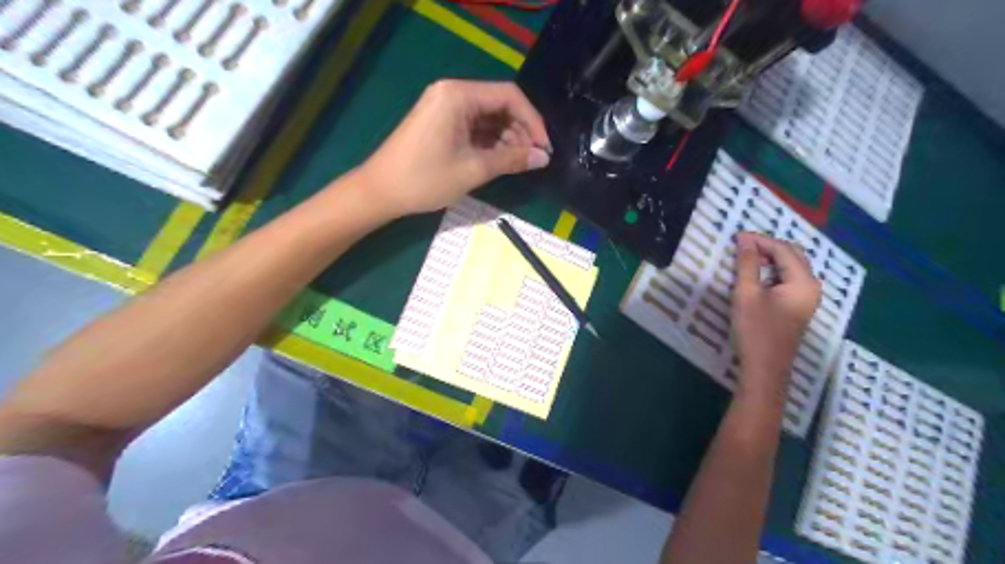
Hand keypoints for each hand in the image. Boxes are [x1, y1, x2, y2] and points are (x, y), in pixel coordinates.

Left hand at [353, 77, 553, 217]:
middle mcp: (452, 93)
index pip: (509, 96)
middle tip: (534, 158)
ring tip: (520, 162)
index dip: (532, 120)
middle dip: (520, 130)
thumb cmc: (425, 179)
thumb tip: (543, 158)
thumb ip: (511, 160)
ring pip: (487, 117)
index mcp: (458, 95)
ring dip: (507, 137)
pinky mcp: (440, 123)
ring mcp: (444, 107)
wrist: (380, 192)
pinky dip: (490, 142)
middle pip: (499, 104)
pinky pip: (474, 126)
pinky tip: (501, 159)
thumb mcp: (473, 170)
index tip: (544, 147)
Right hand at [735, 231, 819, 399]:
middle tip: (742, 246)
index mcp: (803, 281)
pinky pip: (789, 279)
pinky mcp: (799, 307)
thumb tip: (744, 239)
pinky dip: (774, 272)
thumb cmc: (755, 329)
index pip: (783, 250)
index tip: (737, 237)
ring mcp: (808, 298)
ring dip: (771, 259)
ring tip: (746, 258)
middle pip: (793, 255)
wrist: (765, 367)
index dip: (760, 240)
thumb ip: (747, 264)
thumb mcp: (747, 293)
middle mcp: (811, 286)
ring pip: (792, 267)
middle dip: (768, 247)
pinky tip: (757, 276)